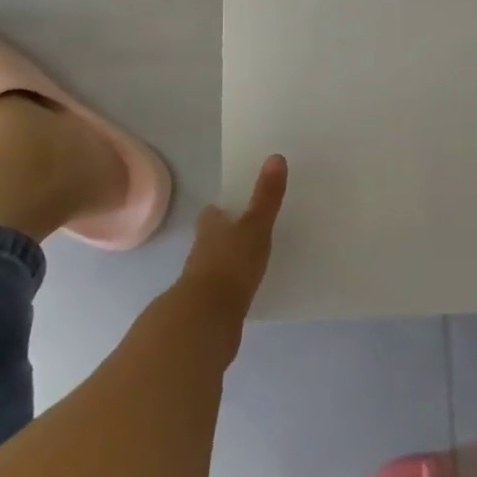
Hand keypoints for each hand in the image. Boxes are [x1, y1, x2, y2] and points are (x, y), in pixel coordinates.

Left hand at [181, 154, 287, 320]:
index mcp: (210, 228)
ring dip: (228, 261)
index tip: (235, 206)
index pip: (213, 213)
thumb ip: (266, 196)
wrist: (206, 320)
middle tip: (247, 230)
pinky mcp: (209, 308)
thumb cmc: (231, 264)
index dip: (223, 209)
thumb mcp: (255, 226)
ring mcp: (202, 281)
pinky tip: (247, 289)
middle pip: (212, 238)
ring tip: (251, 259)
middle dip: (225, 234)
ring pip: (215, 264)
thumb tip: (275, 156)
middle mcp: (201, 251)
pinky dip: (232, 287)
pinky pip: (222, 290)